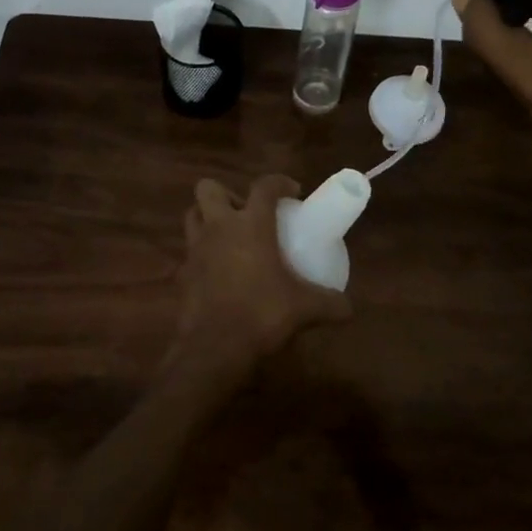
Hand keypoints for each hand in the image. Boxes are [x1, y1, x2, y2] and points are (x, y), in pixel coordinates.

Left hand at [175, 175, 351, 376]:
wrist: (213, 348)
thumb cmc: (261, 315)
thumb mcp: (304, 309)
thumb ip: (330, 303)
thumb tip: (349, 307)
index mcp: (251, 225)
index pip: (264, 186)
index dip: (279, 182)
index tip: (293, 193)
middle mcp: (218, 228)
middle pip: (209, 189)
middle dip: (227, 195)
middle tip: (247, 214)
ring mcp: (195, 249)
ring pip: (193, 216)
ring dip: (208, 219)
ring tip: (230, 238)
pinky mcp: (182, 273)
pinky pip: (189, 253)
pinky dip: (202, 256)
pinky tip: (218, 273)